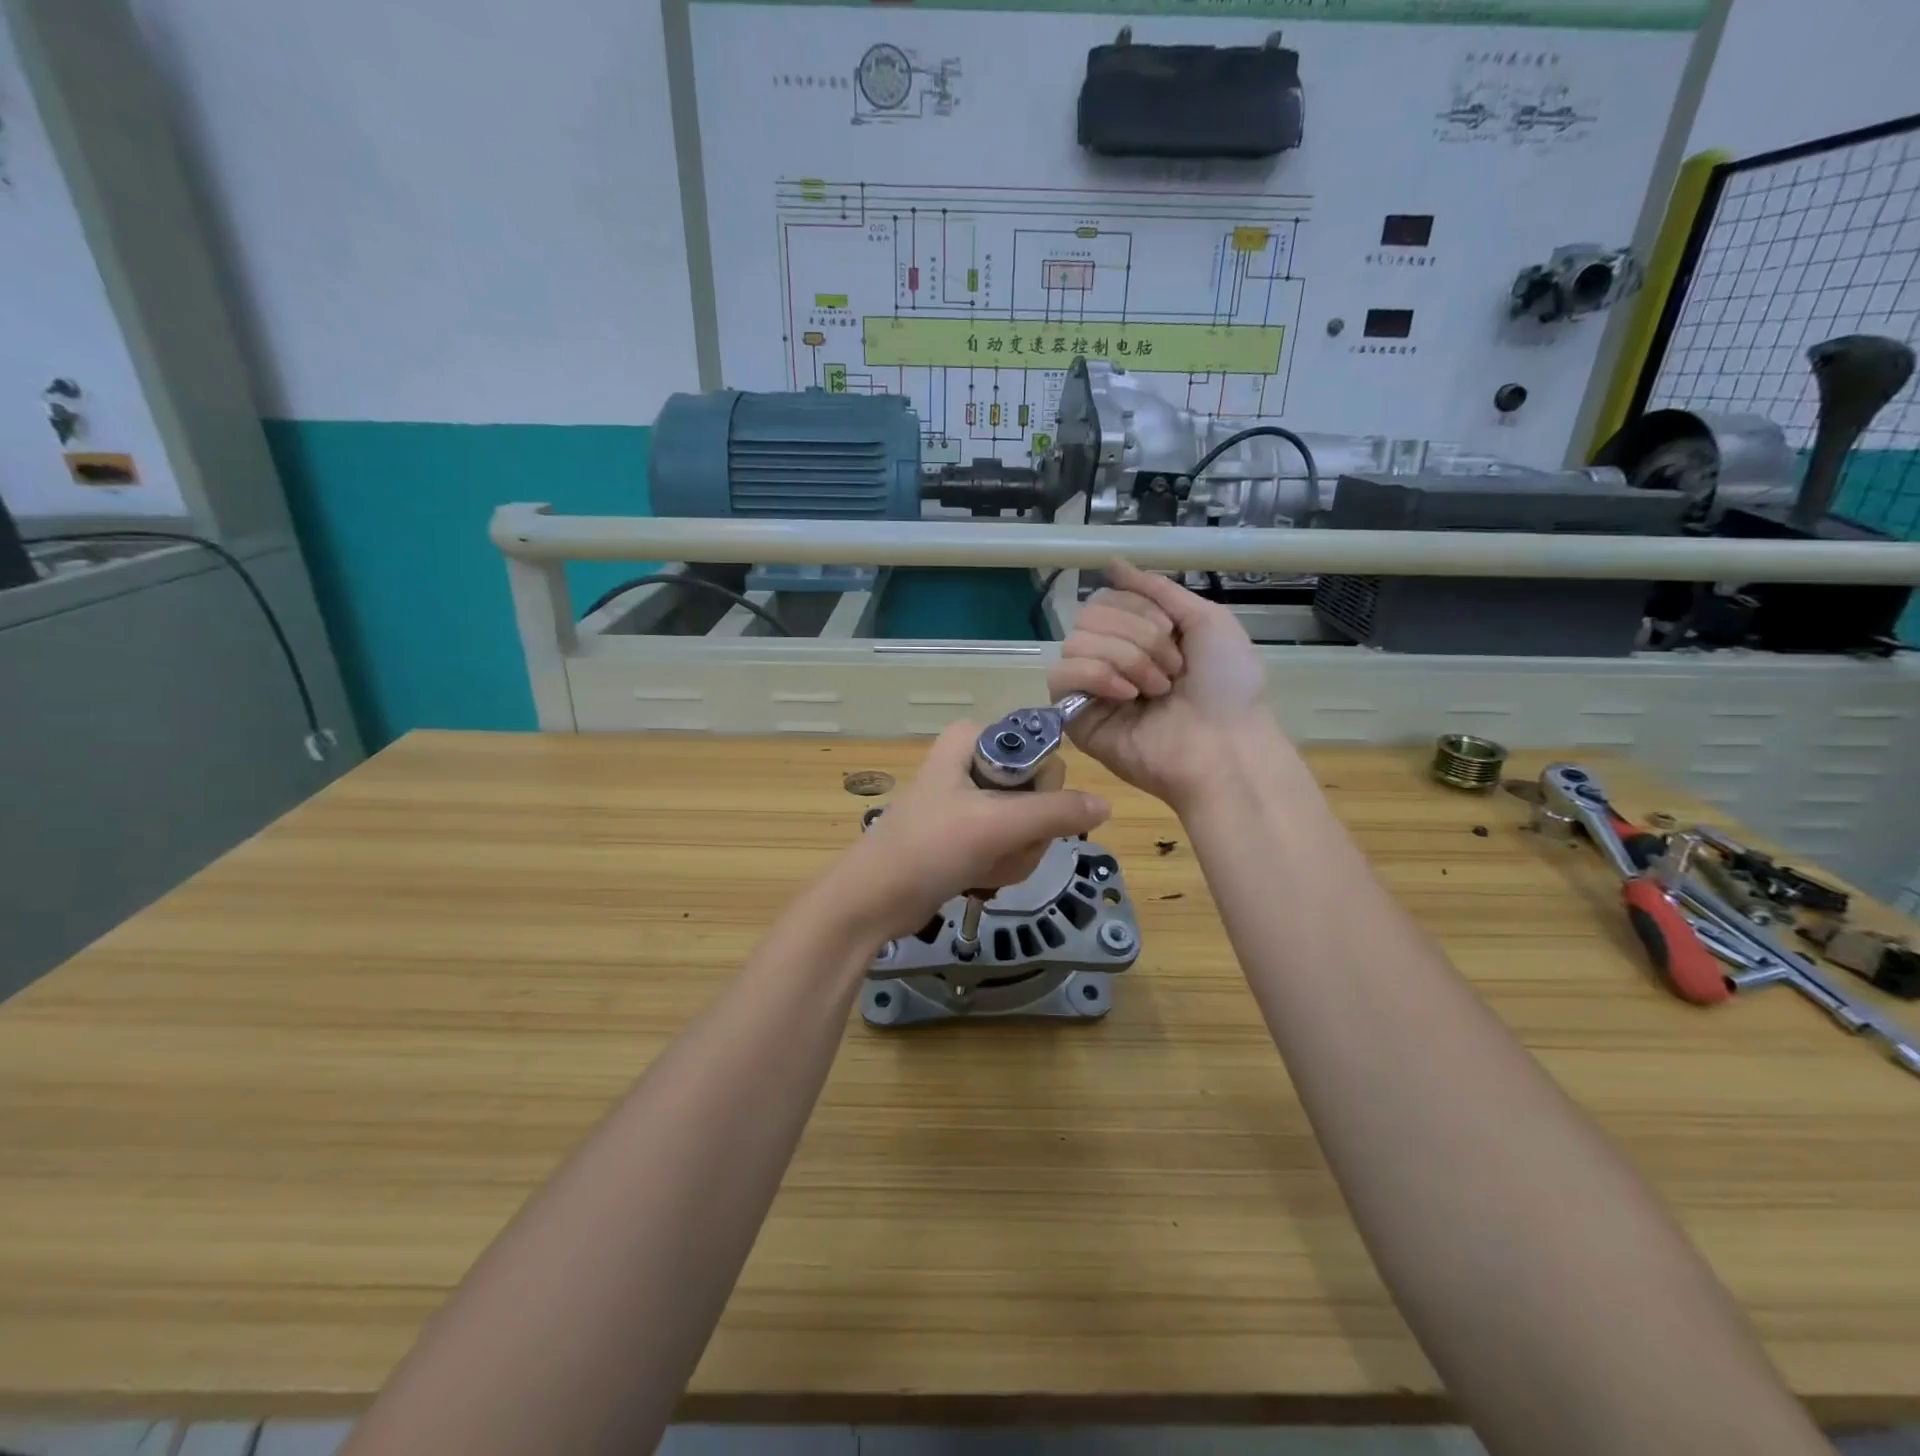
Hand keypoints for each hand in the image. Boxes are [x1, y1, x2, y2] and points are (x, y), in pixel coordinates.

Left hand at [832, 722, 1110, 941]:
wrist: (874, 899)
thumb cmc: (929, 848)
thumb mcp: (996, 824)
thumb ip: (1056, 812)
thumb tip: (1107, 805)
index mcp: (974, 738)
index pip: (1044, 752)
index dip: (1043, 789)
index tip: (1019, 815)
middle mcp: (975, 760)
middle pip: (1041, 793)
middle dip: (1028, 832)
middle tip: (998, 847)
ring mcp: (973, 798)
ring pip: (1031, 824)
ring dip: (1016, 855)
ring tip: (983, 867)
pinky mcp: (971, 831)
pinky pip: (1012, 844)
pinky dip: (1003, 866)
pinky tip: (979, 878)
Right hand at [1047, 559, 1271, 810]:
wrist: (1225, 746)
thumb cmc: (1227, 686)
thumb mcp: (1206, 619)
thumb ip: (1156, 589)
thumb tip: (1111, 562)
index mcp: (1138, 634)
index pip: (1107, 597)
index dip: (1139, 608)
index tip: (1174, 634)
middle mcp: (1110, 657)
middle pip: (1089, 614)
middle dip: (1137, 635)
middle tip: (1171, 669)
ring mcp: (1091, 688)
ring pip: (1075, 641)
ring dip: (1125, 658)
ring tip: (1156, 690)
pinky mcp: (1075, 717)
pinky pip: (1061, 675)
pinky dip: (1097, 676)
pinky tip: (1127, 696)